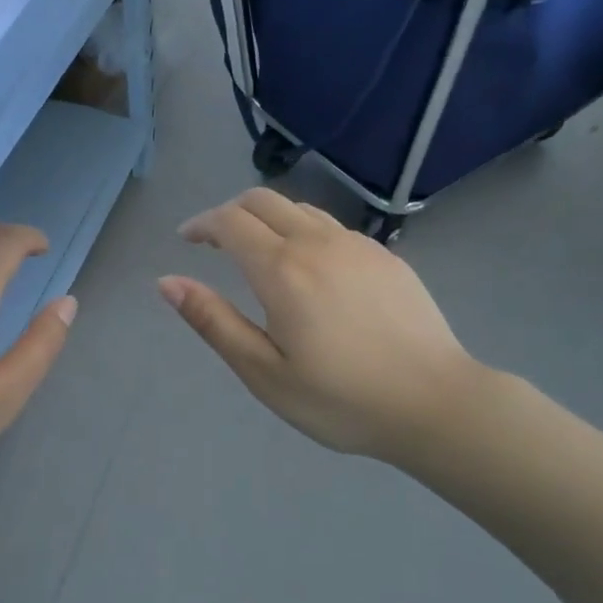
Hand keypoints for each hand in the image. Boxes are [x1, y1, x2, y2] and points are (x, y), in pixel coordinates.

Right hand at [159, 188, 487, 466]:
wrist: (436, 402)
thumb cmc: (341, 399)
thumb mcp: (264, 372)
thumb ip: (213, 321)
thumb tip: (167, 282)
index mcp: (282, 269)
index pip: (229, 222)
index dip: (201, 224)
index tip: (186, 240)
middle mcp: (317, 242)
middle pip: (262, 200)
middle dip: (229, 212)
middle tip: (213, 241)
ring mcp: (357, 245)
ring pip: (299, 208)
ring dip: (267, 218)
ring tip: (256, 250)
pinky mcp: (385, 256)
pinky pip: (331, 226)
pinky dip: (302, 230)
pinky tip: (309, 268)